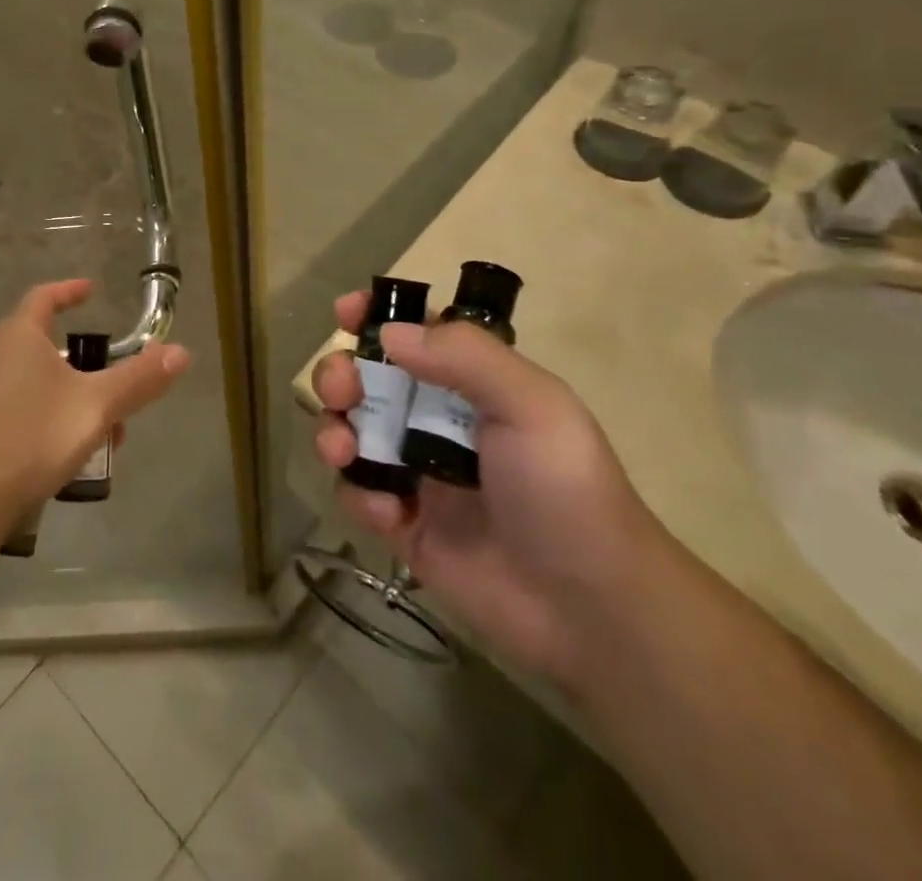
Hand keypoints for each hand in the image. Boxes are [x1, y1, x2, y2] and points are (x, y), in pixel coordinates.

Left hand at [0, 279, 188, 540]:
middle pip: (35, 346)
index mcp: (16, 337)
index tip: (89, 290)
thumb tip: (181, 352)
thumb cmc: (30, 440)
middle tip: (104, 392)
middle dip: (76, 366)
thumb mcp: (95, 408)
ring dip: (54, 399)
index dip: (69, 291)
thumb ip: (138, 380)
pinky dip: (25, 420)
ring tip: (83, 435)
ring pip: (19, 384)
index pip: (43, 297)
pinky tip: (40, 456)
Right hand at [313, 292, 668, 688]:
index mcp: (471, 383)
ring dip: (333, 430)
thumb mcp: (531, 405)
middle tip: (341, 391)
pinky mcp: (402, 524)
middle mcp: (436, 419)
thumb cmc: (565, 489)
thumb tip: (389, 332)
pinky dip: (359, 494)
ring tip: (341, 450)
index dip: (377, 318)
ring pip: (350, 431)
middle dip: (340, 374)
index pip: (415, 334)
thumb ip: (464, 355)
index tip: (346, 313)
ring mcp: (415, 472)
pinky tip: (390, 514)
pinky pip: (357, 493)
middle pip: (367, 379)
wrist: (588, 609)